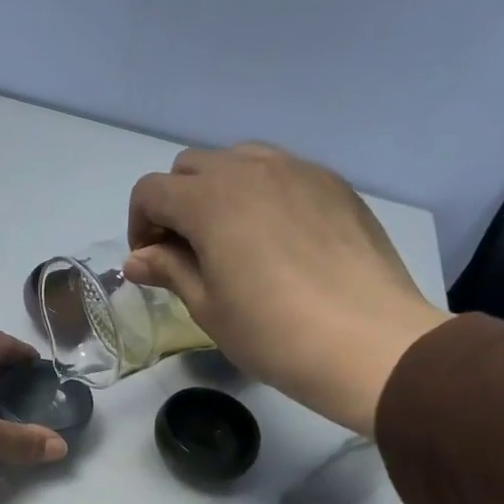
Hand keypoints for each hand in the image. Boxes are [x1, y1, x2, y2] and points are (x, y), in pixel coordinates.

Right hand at [124, 144, 449, 435]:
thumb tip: (136, 259)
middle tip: (187, 251)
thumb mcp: (207, 307)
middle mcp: (250, 170)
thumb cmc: (272, 332)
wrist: (367, 342)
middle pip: (192, 167)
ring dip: (219, 191)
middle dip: (176, 203)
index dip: (140, 225)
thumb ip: (169, 270)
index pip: (151, 191)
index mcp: (210, 200)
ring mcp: (299, 171)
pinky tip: (278, 240)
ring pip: (239, 160)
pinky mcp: (334, 185)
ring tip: (232, 239)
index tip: (152, 264)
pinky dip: (263, 194)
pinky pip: (283, 173)